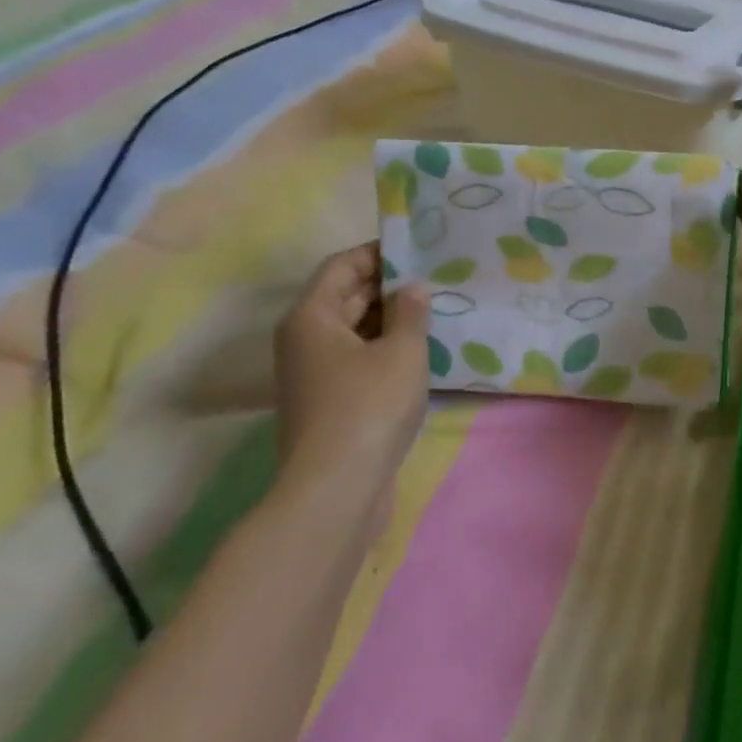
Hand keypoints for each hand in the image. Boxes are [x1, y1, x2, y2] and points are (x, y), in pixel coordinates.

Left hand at [273, 244, 430, 507]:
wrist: (335, 492)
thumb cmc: (368, 407)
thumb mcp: (403, 351)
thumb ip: (411, 311)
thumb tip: (413, 288)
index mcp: (312, 316)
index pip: (342, 265)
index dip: (379, 253)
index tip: (419, 249)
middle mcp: (304, 340)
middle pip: (346, 297)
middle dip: (389, 286)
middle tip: (436, 278)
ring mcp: (315, 374)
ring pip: (355, 331)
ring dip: (391, 320)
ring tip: (436, 310)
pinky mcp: (329, 402)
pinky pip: (359, 360)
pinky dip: (386, 350)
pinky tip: (422, 351)